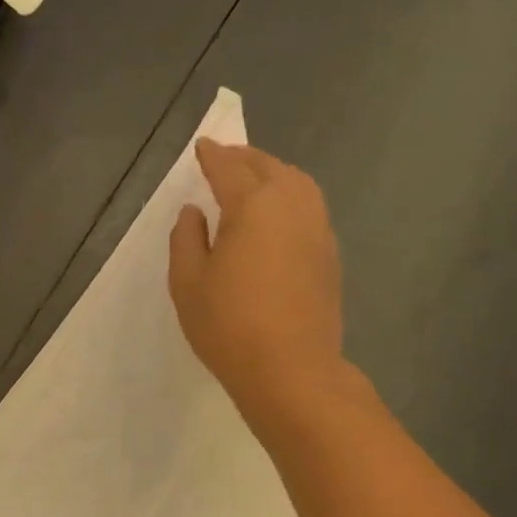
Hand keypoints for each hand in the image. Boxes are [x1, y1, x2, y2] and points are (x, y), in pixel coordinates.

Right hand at [169, 139, 346, 422]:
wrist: (290, 369)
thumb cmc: (229, 326)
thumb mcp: (188, 283)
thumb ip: (186, 239)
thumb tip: (195, 211)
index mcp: (253, 205)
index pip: (229, 168)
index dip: (212, 155)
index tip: (202, 147)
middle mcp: (291, 205)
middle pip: (268, 167)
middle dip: (244, 158)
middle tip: (225, 158)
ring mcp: (318, 228)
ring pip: (297, 183)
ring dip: (273, 174)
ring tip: (254, 180)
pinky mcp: (330, 254)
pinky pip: (309, 208)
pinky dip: (291, 198)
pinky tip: (279, 216)